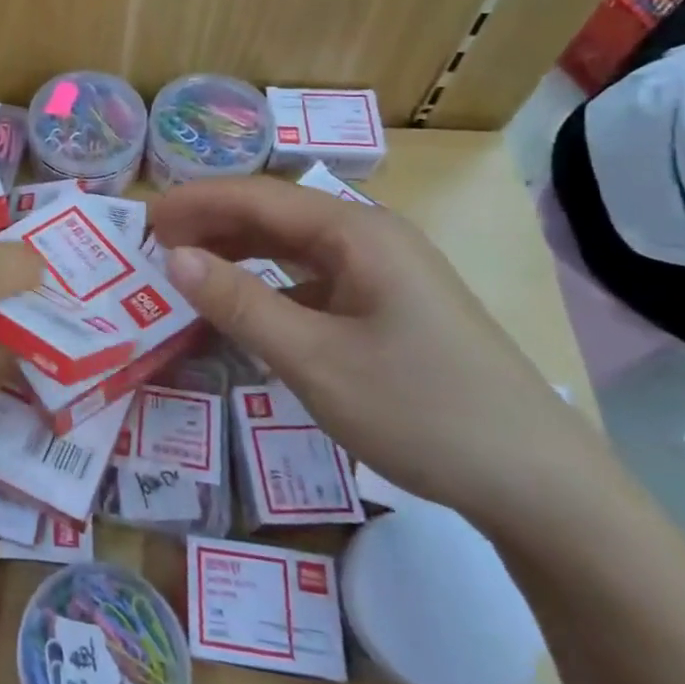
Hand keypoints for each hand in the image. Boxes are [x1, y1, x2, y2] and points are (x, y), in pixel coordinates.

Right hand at [151, 176, 613, 532]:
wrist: (540, 487)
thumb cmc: (421, 410)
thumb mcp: (314, 359)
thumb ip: (239, 303)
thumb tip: (174, 256)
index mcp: (358, 233)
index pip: (258, 196)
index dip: (197, 201)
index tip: (144, 219)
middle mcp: (372, 239)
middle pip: (276, 215)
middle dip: (212, 224)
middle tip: (153, 245)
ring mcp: (386, 275)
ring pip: (293, 249)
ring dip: (238, 254)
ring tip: (186, 270)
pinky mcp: (390, 310)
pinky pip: (313, 283)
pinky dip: (269, 288)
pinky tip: (245, 310)